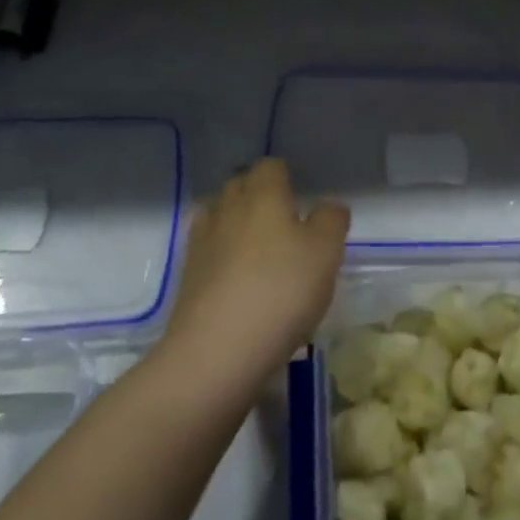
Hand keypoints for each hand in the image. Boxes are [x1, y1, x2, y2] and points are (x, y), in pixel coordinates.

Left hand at [170, 158, 348, 376]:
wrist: (216, 353)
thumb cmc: (281, 292)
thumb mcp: (326, 253)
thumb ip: (331, 220)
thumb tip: (327, 207)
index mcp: (263, 195)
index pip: (270, 166)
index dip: (286, 174)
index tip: (301, 193)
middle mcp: (228, 209)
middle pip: (240, 185)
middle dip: (258, 193)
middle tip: (284, 217)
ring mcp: (202, 243)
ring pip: (219, 214)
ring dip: (236, 221)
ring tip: (259, 245)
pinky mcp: (188, 278)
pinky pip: (208, 249)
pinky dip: (222, 253)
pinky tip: (238, 275)